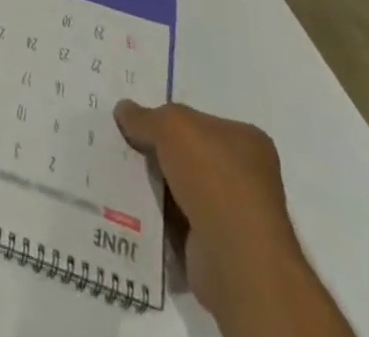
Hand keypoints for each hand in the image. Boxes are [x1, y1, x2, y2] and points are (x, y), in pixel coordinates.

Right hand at [115, 101, 316, 326]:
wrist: (234, 259)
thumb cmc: (213, 176)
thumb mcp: (171, 125)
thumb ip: (145, 116)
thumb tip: (123, 110)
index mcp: (248, 142)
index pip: (203, 122)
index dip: (171, 120)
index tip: (141, 121)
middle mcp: (248, 178)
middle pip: (191, 156)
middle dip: (160, 153)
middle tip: (124, 144)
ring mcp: (236, 217)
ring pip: (183, 190)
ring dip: (157, 186)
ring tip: (121, 173)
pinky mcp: (219, 250)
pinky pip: (179, 223)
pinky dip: (159, 216)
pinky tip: (133, 207)